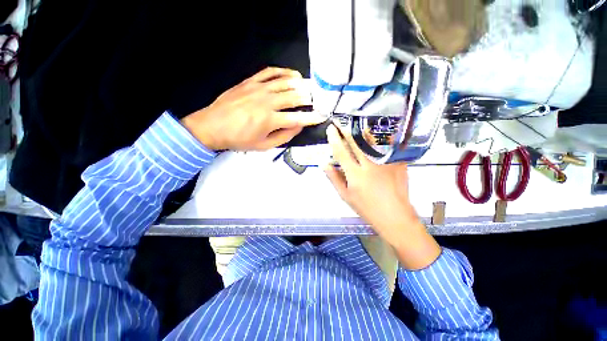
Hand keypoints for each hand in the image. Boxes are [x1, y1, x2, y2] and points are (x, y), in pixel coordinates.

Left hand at [181, 67, 326, 150]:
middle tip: (319, 99)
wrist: (212, 126)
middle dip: (310, 98)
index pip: (298, 118)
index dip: (312, 117)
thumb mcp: (264, 145)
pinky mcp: (250, 81)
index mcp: (270, 120)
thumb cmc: (239, 139)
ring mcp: (258, 89)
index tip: (322, 116)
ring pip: (285, 82)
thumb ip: (284, 136)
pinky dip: (283, 72)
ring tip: (310, 86)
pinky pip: (270, 72)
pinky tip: (292, 75)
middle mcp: (267, 101)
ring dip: (300, 84)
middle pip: (294, 96)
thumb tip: (299, 126)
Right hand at [324, 124, 440, 269]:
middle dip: (347, 130)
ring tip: (357, 122)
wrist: (395, 216)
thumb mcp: (345, 196)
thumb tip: (324, 163)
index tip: (331, 129)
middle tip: (342, 121)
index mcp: (355, 175)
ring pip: (373, 141)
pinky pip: (388, 146)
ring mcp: (386, 163)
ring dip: (363, 130)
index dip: (334, 139)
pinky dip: (381, 138)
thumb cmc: (367, 208)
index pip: (341, 152)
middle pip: (356, 142)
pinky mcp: (398, 163)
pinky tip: (378, 132)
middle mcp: (370, 166)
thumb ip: (334, 178)